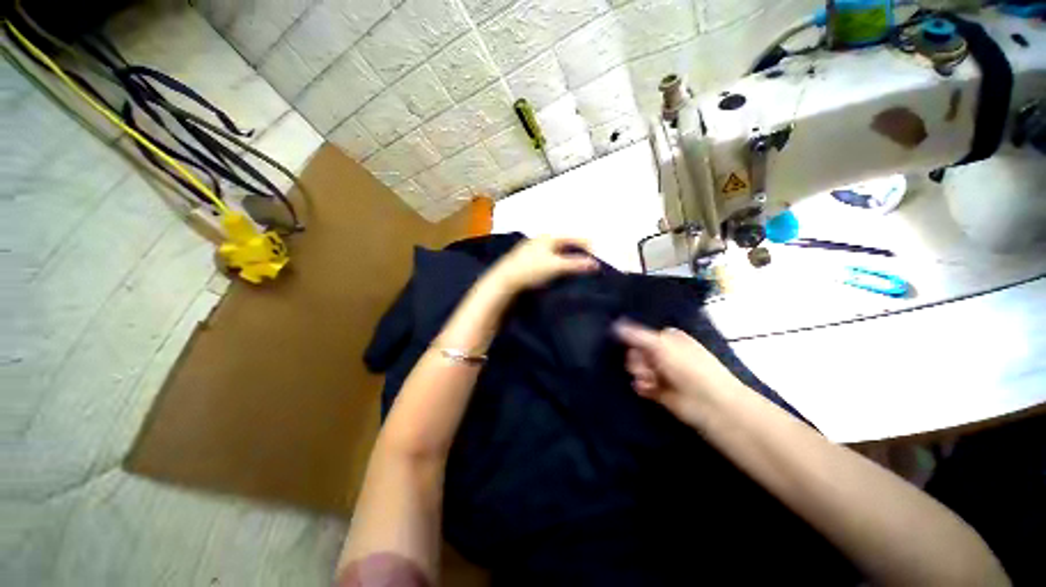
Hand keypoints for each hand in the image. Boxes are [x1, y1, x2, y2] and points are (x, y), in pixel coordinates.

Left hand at [484, 236, 599, 294]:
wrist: (505, 279)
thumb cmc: (531, 270)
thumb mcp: (556, 267)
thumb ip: (576, 264)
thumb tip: (595, 264)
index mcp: (550, 237)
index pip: (575, 237)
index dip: (588, 245)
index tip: (597, 256)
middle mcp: (542, 238)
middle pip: (566, 241)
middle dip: (578, 250)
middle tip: (588, 260)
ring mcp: (533, 247)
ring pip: (556, 248)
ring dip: (567, 255)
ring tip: (575, 265)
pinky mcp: (527, 257)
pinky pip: (548, 255)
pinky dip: (557, 259)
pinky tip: (557, 268)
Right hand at [613, 320, 748, 427]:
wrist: (709, 403)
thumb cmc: (687, 367)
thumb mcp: (660, 344)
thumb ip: (635, 335)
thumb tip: (615, 324)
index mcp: (669, 338)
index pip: (642, 335)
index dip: (635, 341)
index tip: (634, 346)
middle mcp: (666, 354)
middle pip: (637, 351)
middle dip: (637, 359)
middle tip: (645, 366)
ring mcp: (663, 373)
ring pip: (637, 368)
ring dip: (639, 372)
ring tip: (649, 379)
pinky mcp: (660, 391)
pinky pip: (641, 384)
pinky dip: (642, 385)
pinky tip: (647, 388)